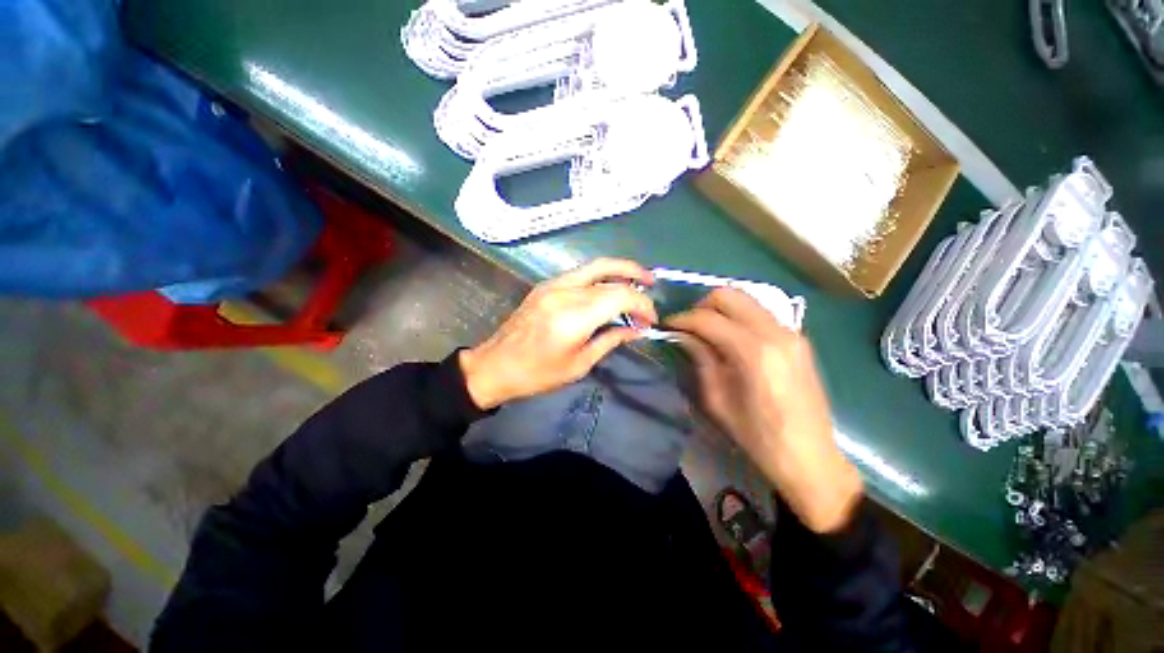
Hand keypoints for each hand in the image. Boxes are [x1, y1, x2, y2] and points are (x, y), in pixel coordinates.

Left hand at [459, 259, 656, 410]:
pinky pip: (580, 272)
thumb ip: (610, 341)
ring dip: (619, 269)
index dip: (642, 304)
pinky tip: (608, 287)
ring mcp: (553, 285)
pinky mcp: (545, 285)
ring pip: (594, 265)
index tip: (651, 320)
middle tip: (652, 284)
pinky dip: (600, 275)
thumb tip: (635, 330)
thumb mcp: (579, 364)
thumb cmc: (538, 373)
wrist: (495, 365)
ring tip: (637, 279)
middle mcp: (565, 292)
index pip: (620, 296)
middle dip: (636, 278)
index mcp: (574, 316)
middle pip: (609, 273)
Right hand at [666, 289, 861, 532]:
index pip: (708, 319)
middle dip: (702, 306)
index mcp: (754, 352)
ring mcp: (792, 332)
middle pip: (729, 295)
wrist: (810, 456)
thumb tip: (684, 336)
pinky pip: (761, 312)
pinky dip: (740, 316)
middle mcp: (776, 332)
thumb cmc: (757, 436)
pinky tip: (732, 338)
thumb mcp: (717, 400)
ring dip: (721, 309)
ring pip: (747, 299)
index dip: (682, 319)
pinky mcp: (799, 338)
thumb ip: (700, 359)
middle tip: (688, 326)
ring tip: (707, 331)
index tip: (667, 326)